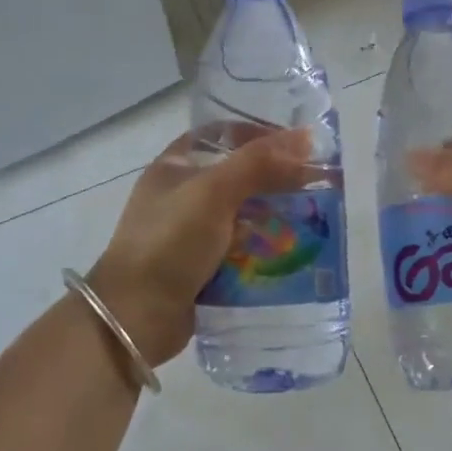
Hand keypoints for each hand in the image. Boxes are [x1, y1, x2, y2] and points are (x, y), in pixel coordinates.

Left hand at [89, 126, 314, 366]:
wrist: (136, 316)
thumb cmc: (170, 242)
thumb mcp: (213, 192)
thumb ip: (258, 163)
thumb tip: (305, 138)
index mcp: (175, 167)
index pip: (221, 135)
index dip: (258, 134)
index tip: (297, 144)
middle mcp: (181, 196)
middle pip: (236, 176)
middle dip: (274, 180)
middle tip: (315, 185)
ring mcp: (190, 234)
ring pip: (241, 215)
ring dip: (273, 216)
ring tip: (312, 219)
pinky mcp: (201, 268)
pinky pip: (240, 251)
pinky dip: (263, 250)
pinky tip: (291, 253)